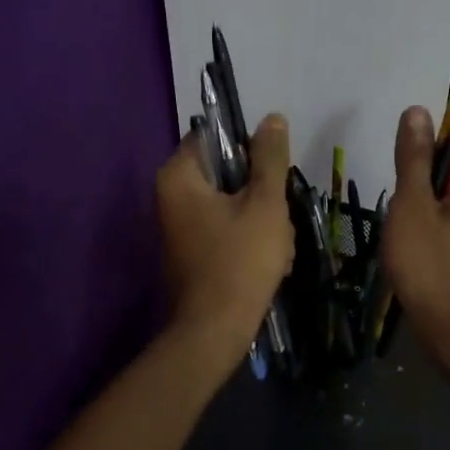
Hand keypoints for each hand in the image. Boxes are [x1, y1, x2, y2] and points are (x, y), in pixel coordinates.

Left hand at [156, 113, 295, 362]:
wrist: (215, 330)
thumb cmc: (240, 260)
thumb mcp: (265, 204)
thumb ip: (269, 159)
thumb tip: (271, 118)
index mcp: (179, 177)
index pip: (214, 137)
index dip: (249, 148)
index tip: (274, 171)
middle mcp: (170, 197)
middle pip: (226, 174)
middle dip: (260, 194)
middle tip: (279, 218)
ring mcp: (179, 227)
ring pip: (232, 205)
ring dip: (261, 220)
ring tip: (278, 246)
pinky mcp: (191, 252)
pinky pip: (225, 231)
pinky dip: (249, 241)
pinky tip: (269, 262)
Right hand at [382, 106, 449, 354]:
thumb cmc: (430, 262)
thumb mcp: (412, 204)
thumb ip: (413, 156)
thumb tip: (417, 109)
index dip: (422, 162)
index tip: (405, 190)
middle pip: (449, 174)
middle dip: (420, 191)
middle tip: (403, 220)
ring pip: (447, 202)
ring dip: (422, 214)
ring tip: (408, 241)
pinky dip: (432, 234)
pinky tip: (418, 256)